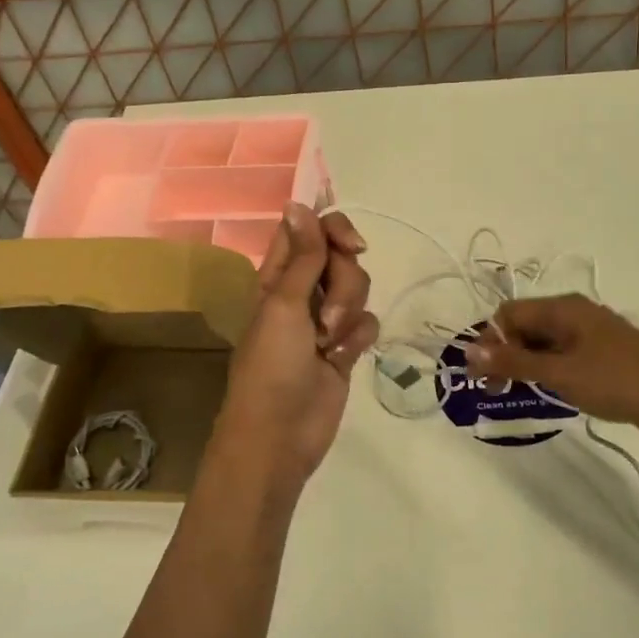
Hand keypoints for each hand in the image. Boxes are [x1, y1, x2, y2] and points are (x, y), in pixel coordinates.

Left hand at [209, 204, 379, 501]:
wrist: (280, 435)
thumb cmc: (271, 366)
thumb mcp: (285, 304)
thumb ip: (303, 256)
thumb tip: (299, 202)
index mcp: (278, 276)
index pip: (309, 231)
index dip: (331, 229)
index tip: (351, 245)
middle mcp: (303, 291)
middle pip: (342, 258)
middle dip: (345, 283)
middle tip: (328, 315)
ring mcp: (326, 319)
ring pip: (358, 288)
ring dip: (350, 312)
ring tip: (330, 343)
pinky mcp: (345, 347)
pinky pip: (367, 322)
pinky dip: (358, 337)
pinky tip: (342, 358)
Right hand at [463, 294, 638, 447]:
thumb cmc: (615, 381)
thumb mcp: (559, 373)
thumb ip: (514, 361)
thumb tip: (470, 351)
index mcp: (564, 308)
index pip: (509, 314)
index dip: (490, 341)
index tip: (481, 376)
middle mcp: (575, 313)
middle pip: (525, 326)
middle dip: (505, 353)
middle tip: (494, 389)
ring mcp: (591, 334)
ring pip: (543, 342)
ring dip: (524, 364)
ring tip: (516, 392)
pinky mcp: (603, 354)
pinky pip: (562, 355)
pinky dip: (547, 370)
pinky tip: (547, 391)